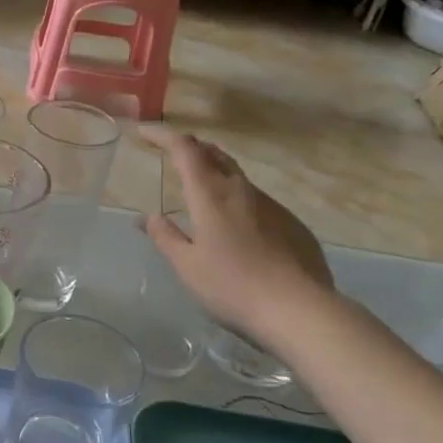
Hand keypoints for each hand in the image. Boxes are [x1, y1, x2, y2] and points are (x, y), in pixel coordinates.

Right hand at [142, 130, 334, 347]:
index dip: (163, 135)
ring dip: (214, 172)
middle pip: (214, 154)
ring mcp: (271, 206)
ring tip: (200, 188)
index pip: (185, 150)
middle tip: (171, 153)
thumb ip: (165, 237)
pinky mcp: (291, 224)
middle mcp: (242, 191)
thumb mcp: (187, 266)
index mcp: (211, 196)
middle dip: (191, 148)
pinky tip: (235, 227)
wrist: (298, 310)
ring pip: (237, 176)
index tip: (144, 132)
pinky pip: (257, 201)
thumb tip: (147, 217)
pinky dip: (236, 199)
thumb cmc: (231, 287)